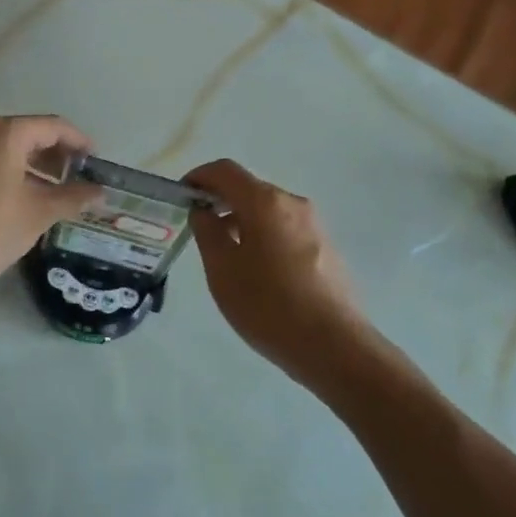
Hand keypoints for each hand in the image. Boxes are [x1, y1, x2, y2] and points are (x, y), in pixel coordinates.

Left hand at [0, 116, 102, 293]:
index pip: (53, 126)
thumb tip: (100, 192)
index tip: (95, 161)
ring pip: (5, 149)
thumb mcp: (39, 214)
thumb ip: (73, 197)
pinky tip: (18, 200)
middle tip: (77, 179)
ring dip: (32, 167)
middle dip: (55, 155)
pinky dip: (8, 173)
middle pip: (28, 134)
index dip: (79, 141)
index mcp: (4, 134)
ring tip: (52, 193)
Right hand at [184, 159, 370, 375]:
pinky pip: (285, 229)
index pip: (225, 170)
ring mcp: (314, 225)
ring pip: (268, 210)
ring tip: (224, 254)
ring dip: (241, 220)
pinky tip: (256, 271)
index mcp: (265, 202)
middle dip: (220, 201)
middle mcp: (293, 203)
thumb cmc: (268, 305)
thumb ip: (207, 232)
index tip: (181, 197)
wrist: (334, 346)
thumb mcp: (223, 270)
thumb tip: (204, 211)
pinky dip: (262, 235)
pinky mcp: (325, 247)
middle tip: (198, 229)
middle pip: (248, 188)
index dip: (199, 177)